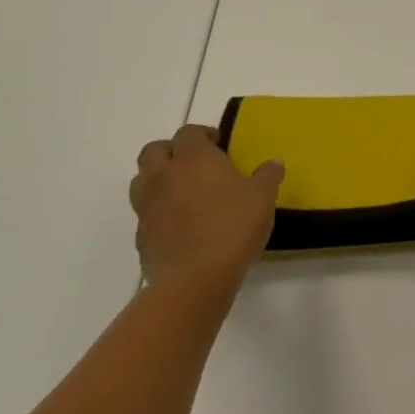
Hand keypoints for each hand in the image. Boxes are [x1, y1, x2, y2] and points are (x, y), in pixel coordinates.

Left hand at [129, 125, 282, 291]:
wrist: (194, 281)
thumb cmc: (232, 227)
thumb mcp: (263, 197)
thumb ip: (268, 175)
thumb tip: (273, 163)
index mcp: (194, 158)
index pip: (188, 132)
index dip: (202, 134)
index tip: (218, 144)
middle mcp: (164, 175)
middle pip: (154, 151)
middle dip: (171, 151)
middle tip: (193, 163)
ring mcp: (148, 207)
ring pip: (142, 180)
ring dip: (158, 179)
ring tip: (182, 192)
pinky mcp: (141, 237)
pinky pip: (145, 214)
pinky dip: (158, 212)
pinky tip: (179, 225)